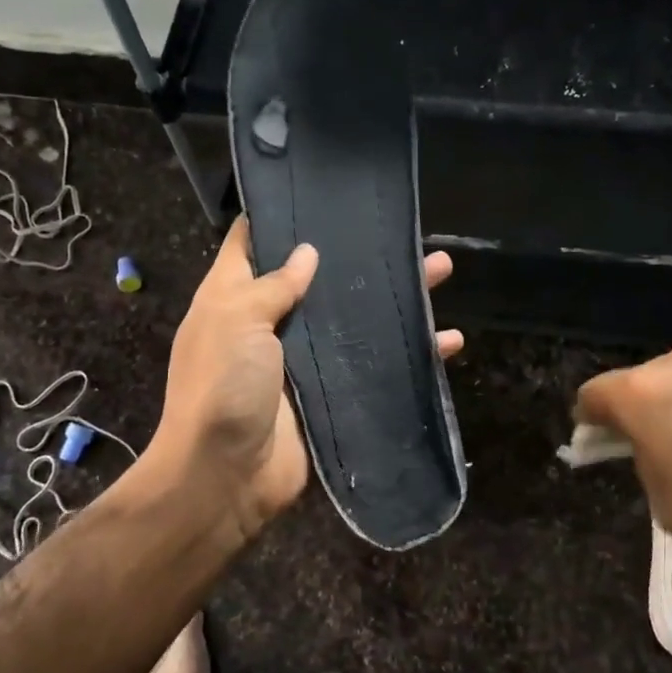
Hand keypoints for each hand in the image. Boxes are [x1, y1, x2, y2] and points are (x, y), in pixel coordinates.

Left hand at [149, 218, 462, 543]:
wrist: (226, 476)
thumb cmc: (223, 386)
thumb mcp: (236, 320)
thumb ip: (273, 285)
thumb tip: (308, 252)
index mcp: (234, 299)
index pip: (253, 244)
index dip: (281, 218)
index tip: (321, 195)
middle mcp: (268, 325)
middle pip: (318, 280)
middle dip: (358, 257)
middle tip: (403, 234)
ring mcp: (302, 362)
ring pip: (354, 320)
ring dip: (395, 300)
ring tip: (441, 271)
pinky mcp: (330, 395)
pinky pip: (373, 367)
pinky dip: (410, 356)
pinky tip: (447, 341)